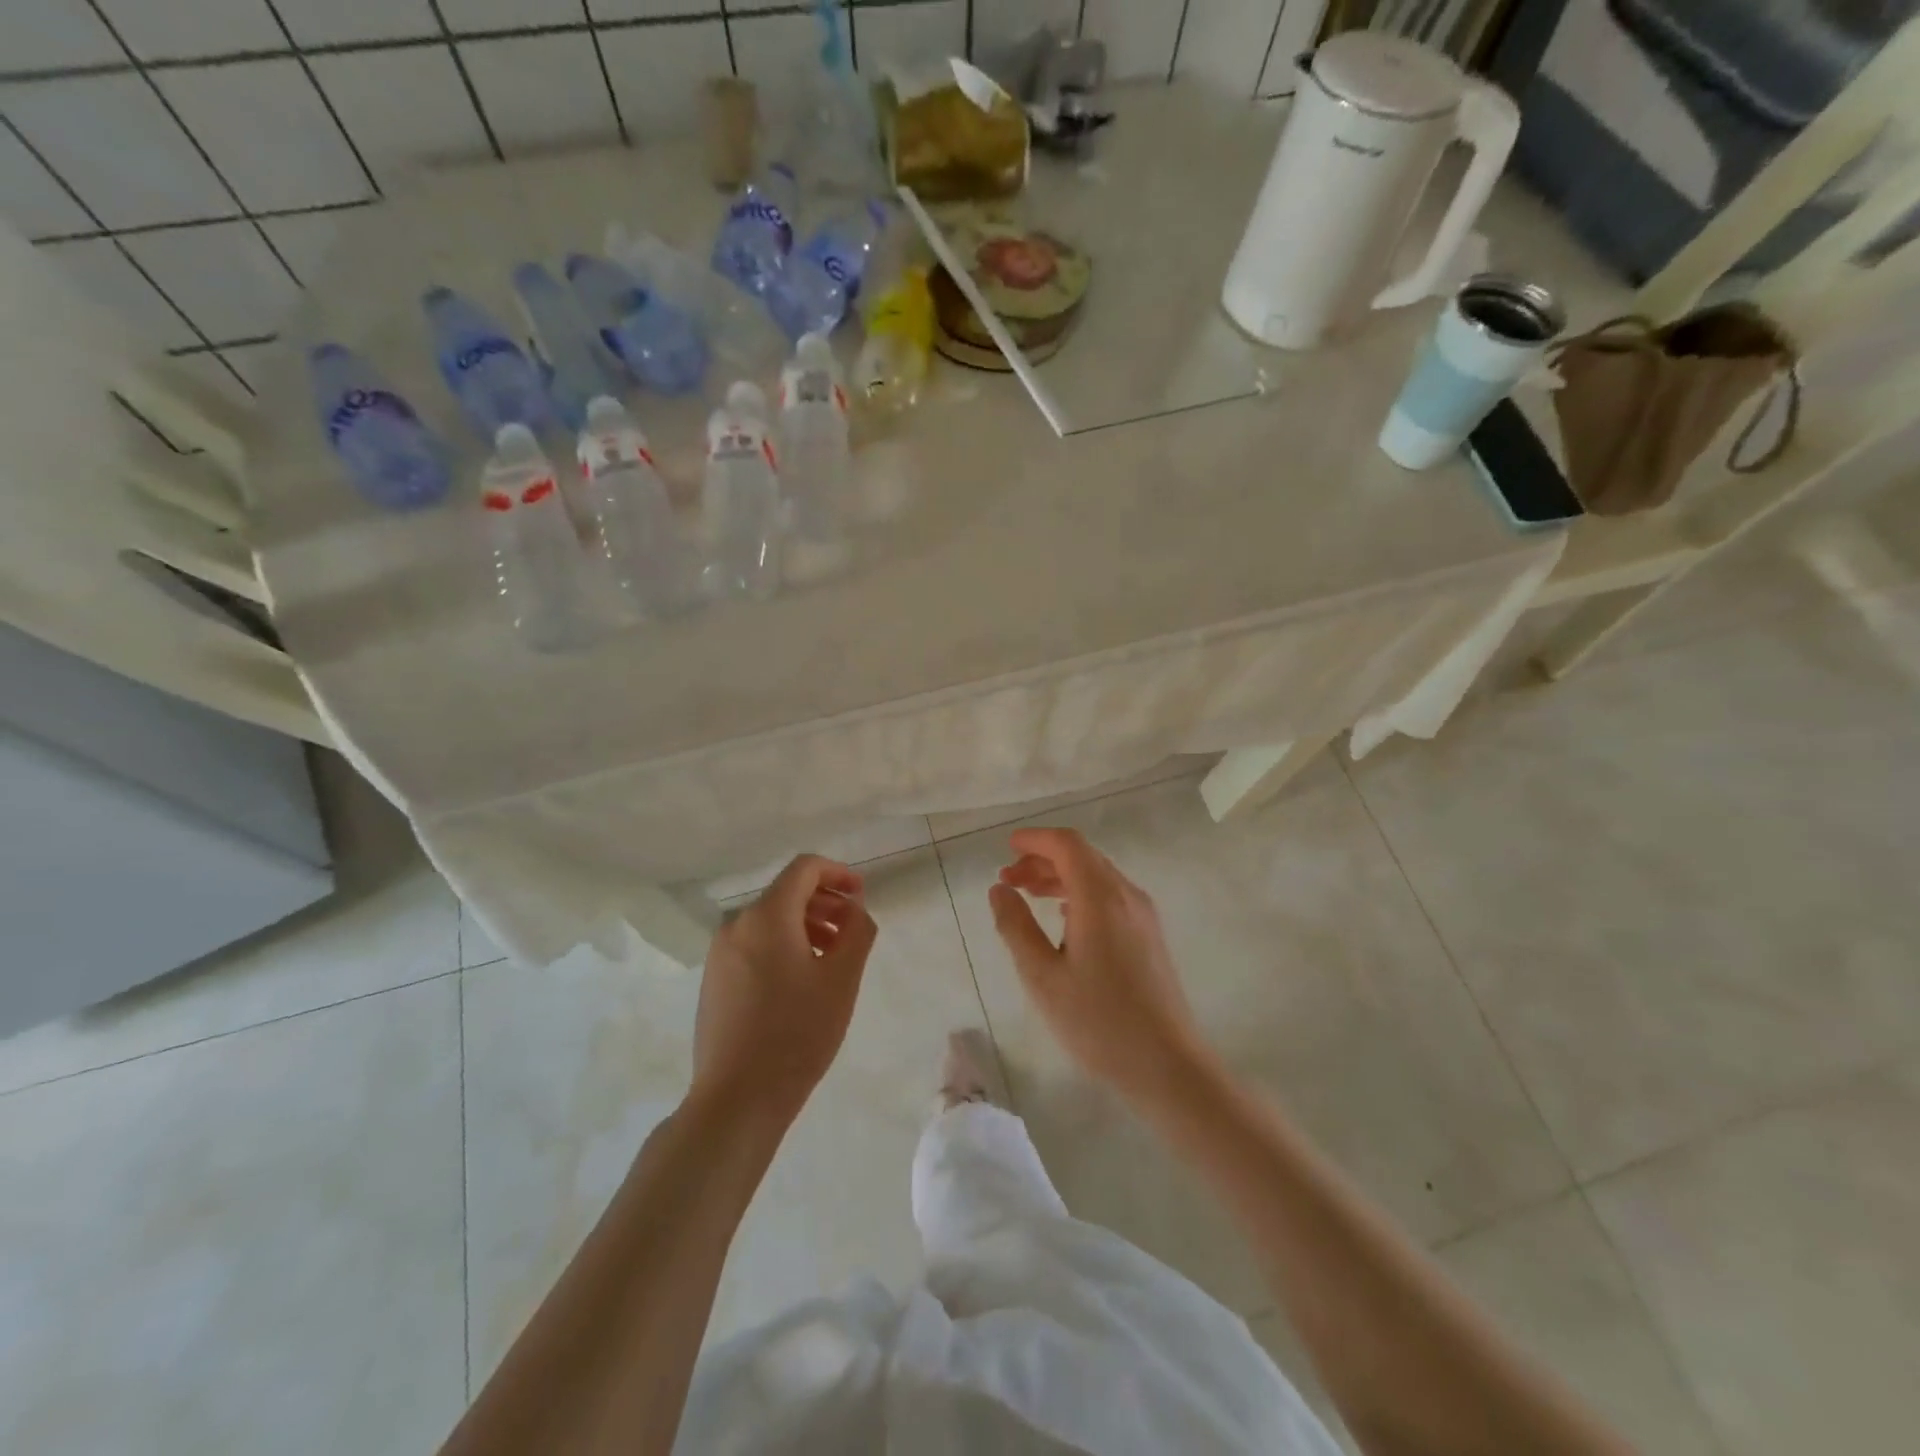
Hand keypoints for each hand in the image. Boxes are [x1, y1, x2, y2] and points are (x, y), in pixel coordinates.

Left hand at [690, 855, 877, 1130]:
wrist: (737, 1098)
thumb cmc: (797, 1032)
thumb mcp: (842, 978)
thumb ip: (857, 930)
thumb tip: (854, 908)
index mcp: (766, 915)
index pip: (804, 869)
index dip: (838, 873)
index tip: (861, 895)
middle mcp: (736, 925)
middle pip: (786, 894)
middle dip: (825, 903)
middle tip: (853, 931)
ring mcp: (720, 954)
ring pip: (770, 921)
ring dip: (806, 927)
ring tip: (832, 959)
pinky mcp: (714, 980)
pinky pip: (754, 945)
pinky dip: (783, 946)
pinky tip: (801, 981)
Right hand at [989, 828, 1211, 1108]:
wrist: (1167, 1065)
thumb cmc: (1098, 1022)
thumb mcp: (1042, 977)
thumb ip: (1015, 927)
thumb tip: (999, 890)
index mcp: (1100, 898)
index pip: (1067, 844)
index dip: (1035, 839)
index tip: (1006, 847)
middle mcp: (1127, 895)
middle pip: (1083, 857)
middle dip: (1042, 860)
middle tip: (1008, 880)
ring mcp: (1143, 915)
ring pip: (1098, 876)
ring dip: (1061, 878)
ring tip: (1028, 896)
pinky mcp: (1150, 936)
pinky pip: (1111, 897)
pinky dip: (1080, 894)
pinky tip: (1063, 921)